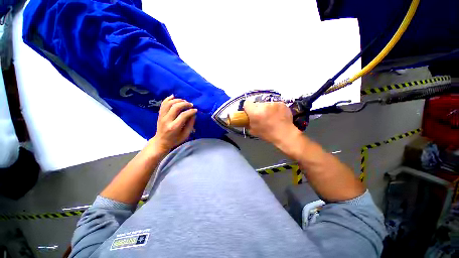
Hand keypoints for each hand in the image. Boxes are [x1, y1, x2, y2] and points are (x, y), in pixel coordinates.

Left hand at [150, 95, 196, 152]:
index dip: (191, 111)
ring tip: (184, 101)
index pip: (183, 115)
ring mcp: (161, 117)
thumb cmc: (175, 139)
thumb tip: (193, 114)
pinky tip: (174, 96)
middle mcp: (166, 120)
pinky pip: (163, 104)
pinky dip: (168, 99)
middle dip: (185, 104)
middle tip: (191, 104)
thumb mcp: (186, 135)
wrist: (161, 142)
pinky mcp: (159, 114)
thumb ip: (190, 124)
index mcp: (174, 127)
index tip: (195, 110)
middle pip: (175, 107)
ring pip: (169, 103)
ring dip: (177, 100)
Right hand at [244, 101, 300, 144]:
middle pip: (257, 103)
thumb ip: (248, 123)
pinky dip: (274, 109)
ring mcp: (273, 103)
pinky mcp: (281, 103)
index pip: (247, 103)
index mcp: (255, 112)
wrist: (285, 134)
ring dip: (266, 109)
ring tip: (271, 117)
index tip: (250, 112)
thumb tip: (247, 119)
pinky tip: (277, 115)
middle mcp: (263, 105)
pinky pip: (274, 104)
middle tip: (261, 116)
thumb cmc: (268, 134)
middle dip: (257, 109)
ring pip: (266, 104)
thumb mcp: (253, 131)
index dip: (248, 108)